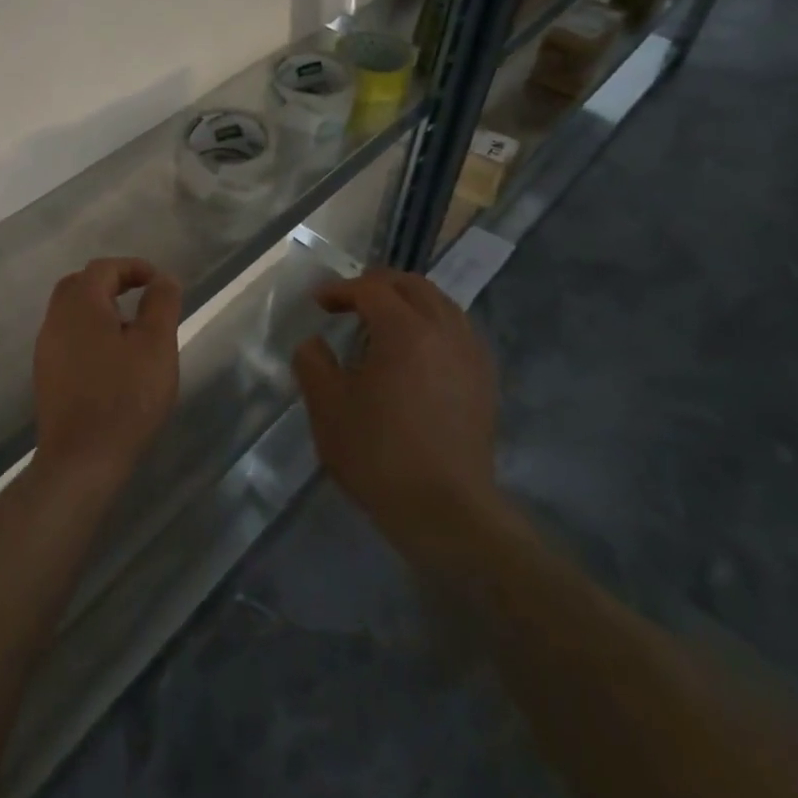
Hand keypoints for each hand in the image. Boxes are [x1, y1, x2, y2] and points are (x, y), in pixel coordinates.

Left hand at [32, 258, 180, 496]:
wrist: (81, 459)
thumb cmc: (125, 397)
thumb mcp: (156, 346)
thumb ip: (161, 304)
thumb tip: (163, 279)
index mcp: (81, 304)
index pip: (104, 268)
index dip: (133, 267)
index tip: (159, 282)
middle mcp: (56, 319)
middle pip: (80, 284)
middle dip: (111, 283)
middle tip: (141, 296)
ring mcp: (46, 348)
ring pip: (70, 312)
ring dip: (99, 308)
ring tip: (131, 328)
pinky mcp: (45, 374)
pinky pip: (67, 337)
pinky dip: (89, 332)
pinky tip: (111, 358)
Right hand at [291, 270, 501, 547]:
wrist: (446, 512)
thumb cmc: (379, 455)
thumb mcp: (327, 407)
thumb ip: (312, 363)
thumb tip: (314, 343)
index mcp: (405, 330)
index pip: (371, 289)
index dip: (341, 289)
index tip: (319, 302)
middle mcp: (445, 331)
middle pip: (413, 286)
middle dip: (378, 285)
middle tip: (350, 300)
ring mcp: (471, 355)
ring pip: (441, 305)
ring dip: (409, 302)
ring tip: (383, 323)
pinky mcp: (485, 382)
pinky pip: (458, 332)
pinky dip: (433, 326)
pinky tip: (416, 353)